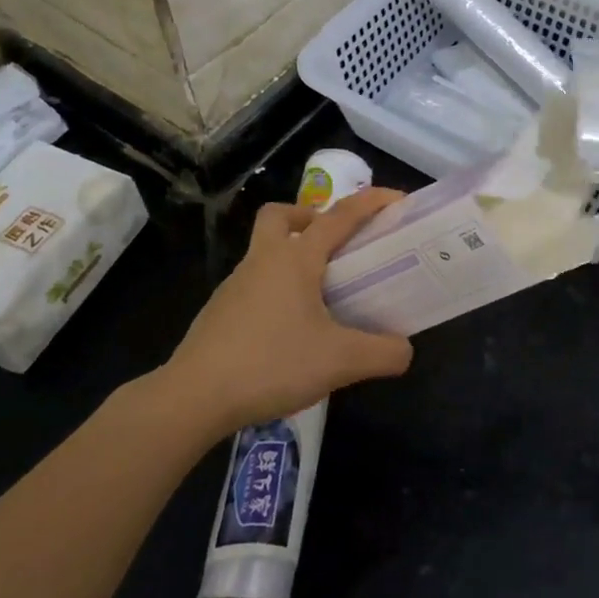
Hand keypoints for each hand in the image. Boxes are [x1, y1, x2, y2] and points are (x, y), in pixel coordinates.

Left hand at [162, 189, 413, 437]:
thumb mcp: (340, 361)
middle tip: (334, 245)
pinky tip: (289, 332)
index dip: (371, 202)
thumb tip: (405, 350)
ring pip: (264, 253)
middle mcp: (263, 261)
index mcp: (295, 258)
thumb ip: (382, 353)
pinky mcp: (219, 313)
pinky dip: (275, 292)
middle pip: (280, 216)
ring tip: (320, 298)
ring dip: (291, 258)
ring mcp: (235, 286)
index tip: (398, 199)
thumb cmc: (271, 364)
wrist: (193, 398)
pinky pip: (254, 286)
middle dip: (309, 218)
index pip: (340, 216)